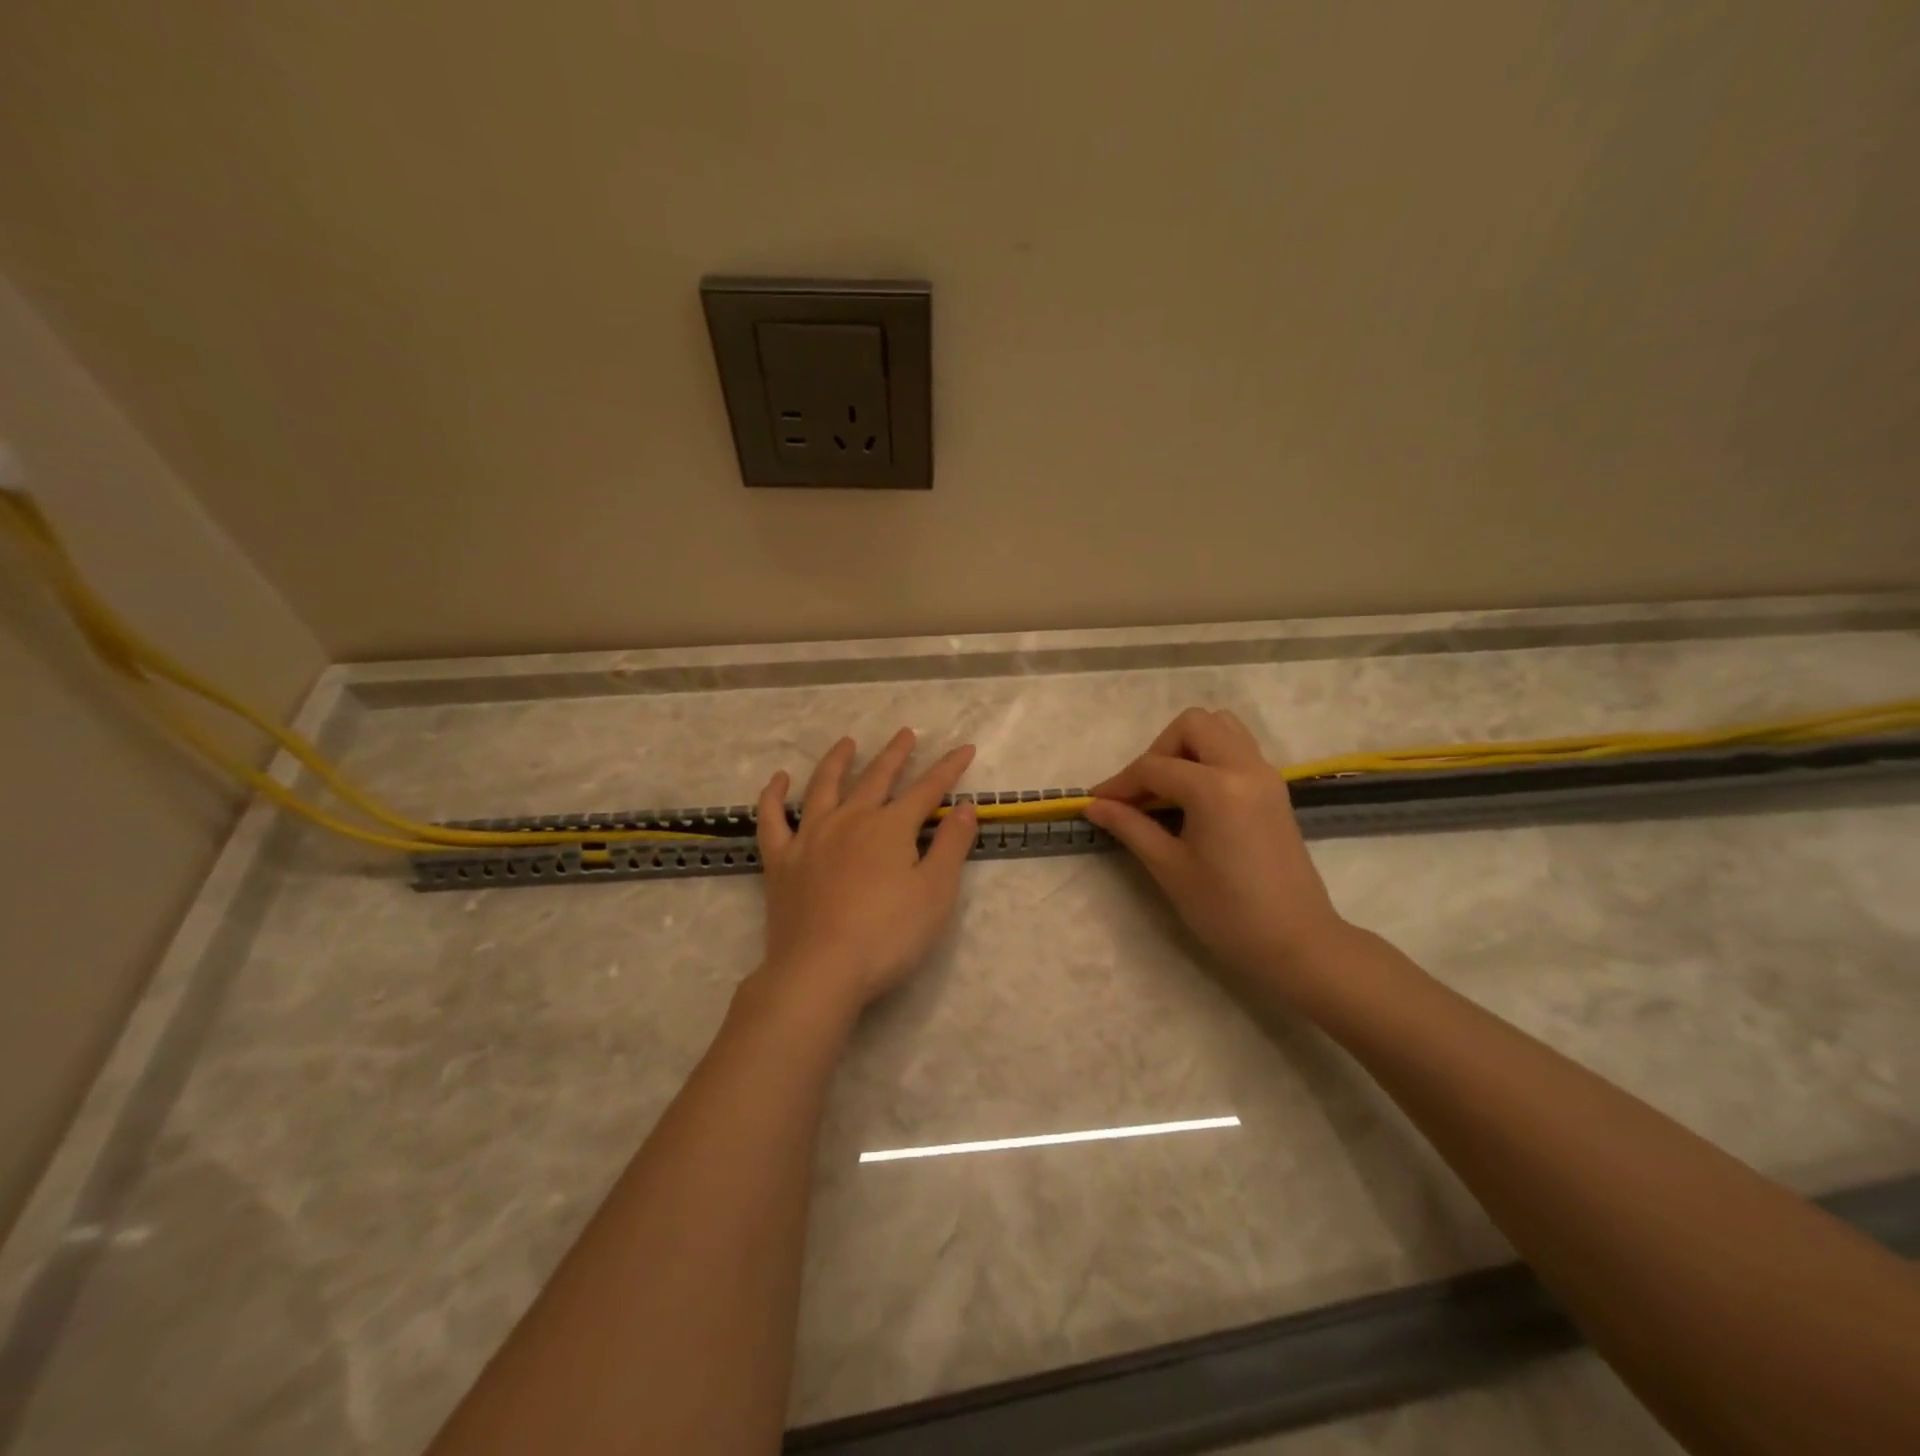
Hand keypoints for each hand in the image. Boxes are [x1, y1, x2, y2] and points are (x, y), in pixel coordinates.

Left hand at [750, 729, 977, 1019]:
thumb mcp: (935, 893)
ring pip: (824, 786)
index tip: (964, 748)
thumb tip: (964, 806)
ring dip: (837, 761)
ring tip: (847, 743)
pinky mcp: (781, 860)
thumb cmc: (888, 935)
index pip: (927, 789)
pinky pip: (772, 819)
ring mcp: (811, 836)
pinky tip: (779, 780)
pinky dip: (774, 796)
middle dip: (895, 754)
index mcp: (890, 827)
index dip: (948, 768)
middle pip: (876, 778)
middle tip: (906, 734)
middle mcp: (850, 820)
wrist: (821, 970)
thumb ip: (951, 845)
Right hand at [1085, 708, 1347, 995]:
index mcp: (1216, 788)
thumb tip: (1094, 805)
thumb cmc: (1227, 912)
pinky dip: (1210, 757)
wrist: (1297, 943)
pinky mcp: (1274, 789)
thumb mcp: (1169, 868)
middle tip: (1141, 792)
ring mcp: (1265, 775)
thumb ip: (1130, 827)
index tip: (1095, 803)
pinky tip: (1194, 797)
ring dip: (1188, 745)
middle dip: (1158, 750)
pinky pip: (1238, 748)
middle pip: (1192, 725)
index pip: (1154, 767)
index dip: (1119, 783)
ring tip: (1168, 788)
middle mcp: (1244, 767)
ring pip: (1221, 727)